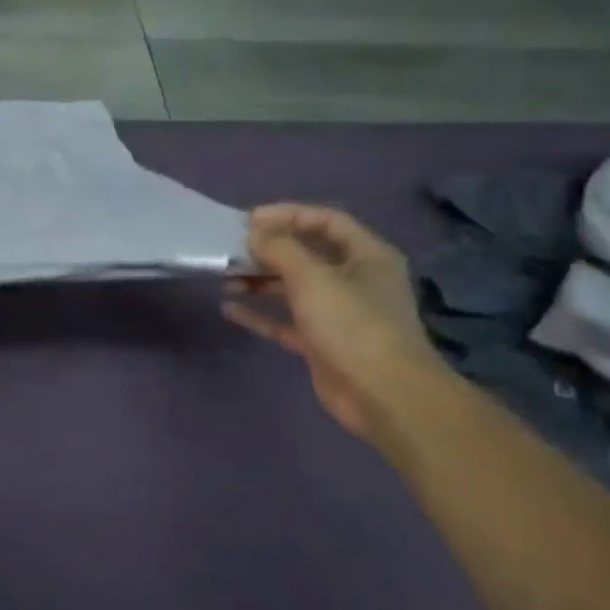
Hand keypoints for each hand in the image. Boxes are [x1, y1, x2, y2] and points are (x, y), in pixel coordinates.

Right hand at [222, 205, 443, 441]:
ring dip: (260, 280)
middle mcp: (355, 280)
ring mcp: (339, 313)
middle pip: (307, 253)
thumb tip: (255, 231)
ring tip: (226, 276)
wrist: (384, 395)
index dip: (288, 214)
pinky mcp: (322, 343)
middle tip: (232, 247)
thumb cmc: (352, 323)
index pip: (326, 220)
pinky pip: (285, 321)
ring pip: (293, 287)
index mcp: (366, 256)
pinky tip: (229, 308)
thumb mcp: (312, 276)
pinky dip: (260, 313)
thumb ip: (280, 248)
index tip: (249, 220)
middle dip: (269, 249)